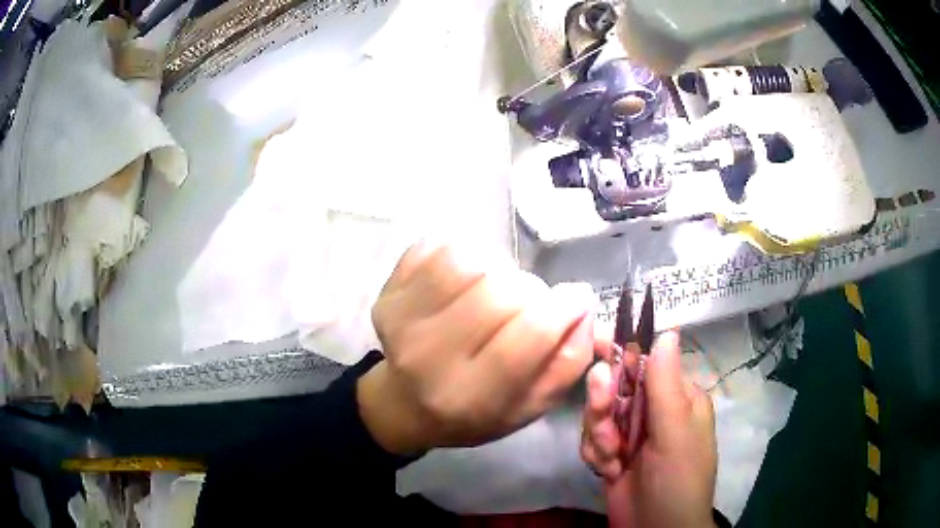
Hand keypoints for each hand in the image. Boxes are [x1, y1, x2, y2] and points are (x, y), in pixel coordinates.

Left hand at [358, 241, 597, 454]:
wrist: (406, 404)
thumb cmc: (476, 412)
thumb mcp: (531, 406)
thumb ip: (567, 362)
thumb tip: (584, 305)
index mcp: (471, 396)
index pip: (527, 336)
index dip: (562, 307)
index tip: (577, 296)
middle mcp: (429, 358)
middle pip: (499, 293)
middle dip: (530, 291)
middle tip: (530, 305)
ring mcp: (401, 321)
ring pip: (469, 261)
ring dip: (498, 267)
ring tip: (499, 289)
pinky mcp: (388, 294)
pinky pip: (439, 248)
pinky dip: (466, 252)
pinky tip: (469, 278)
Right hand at [581, 331, 716, 527]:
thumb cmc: (678, 479)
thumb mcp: (676, 432)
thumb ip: (666, 384)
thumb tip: (666, 330)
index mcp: (677, 398)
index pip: (646, 362)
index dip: (621, 353)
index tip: (595, 344)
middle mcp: (654, 411)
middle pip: (615, 387)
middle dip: (604, 407)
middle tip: (607, 429)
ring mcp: (631, 434)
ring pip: (597, 415)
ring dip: (599, 437)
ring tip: (613, 460)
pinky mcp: (612, 455)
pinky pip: (590, 440)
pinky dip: (595, 454)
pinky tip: (608, 471)